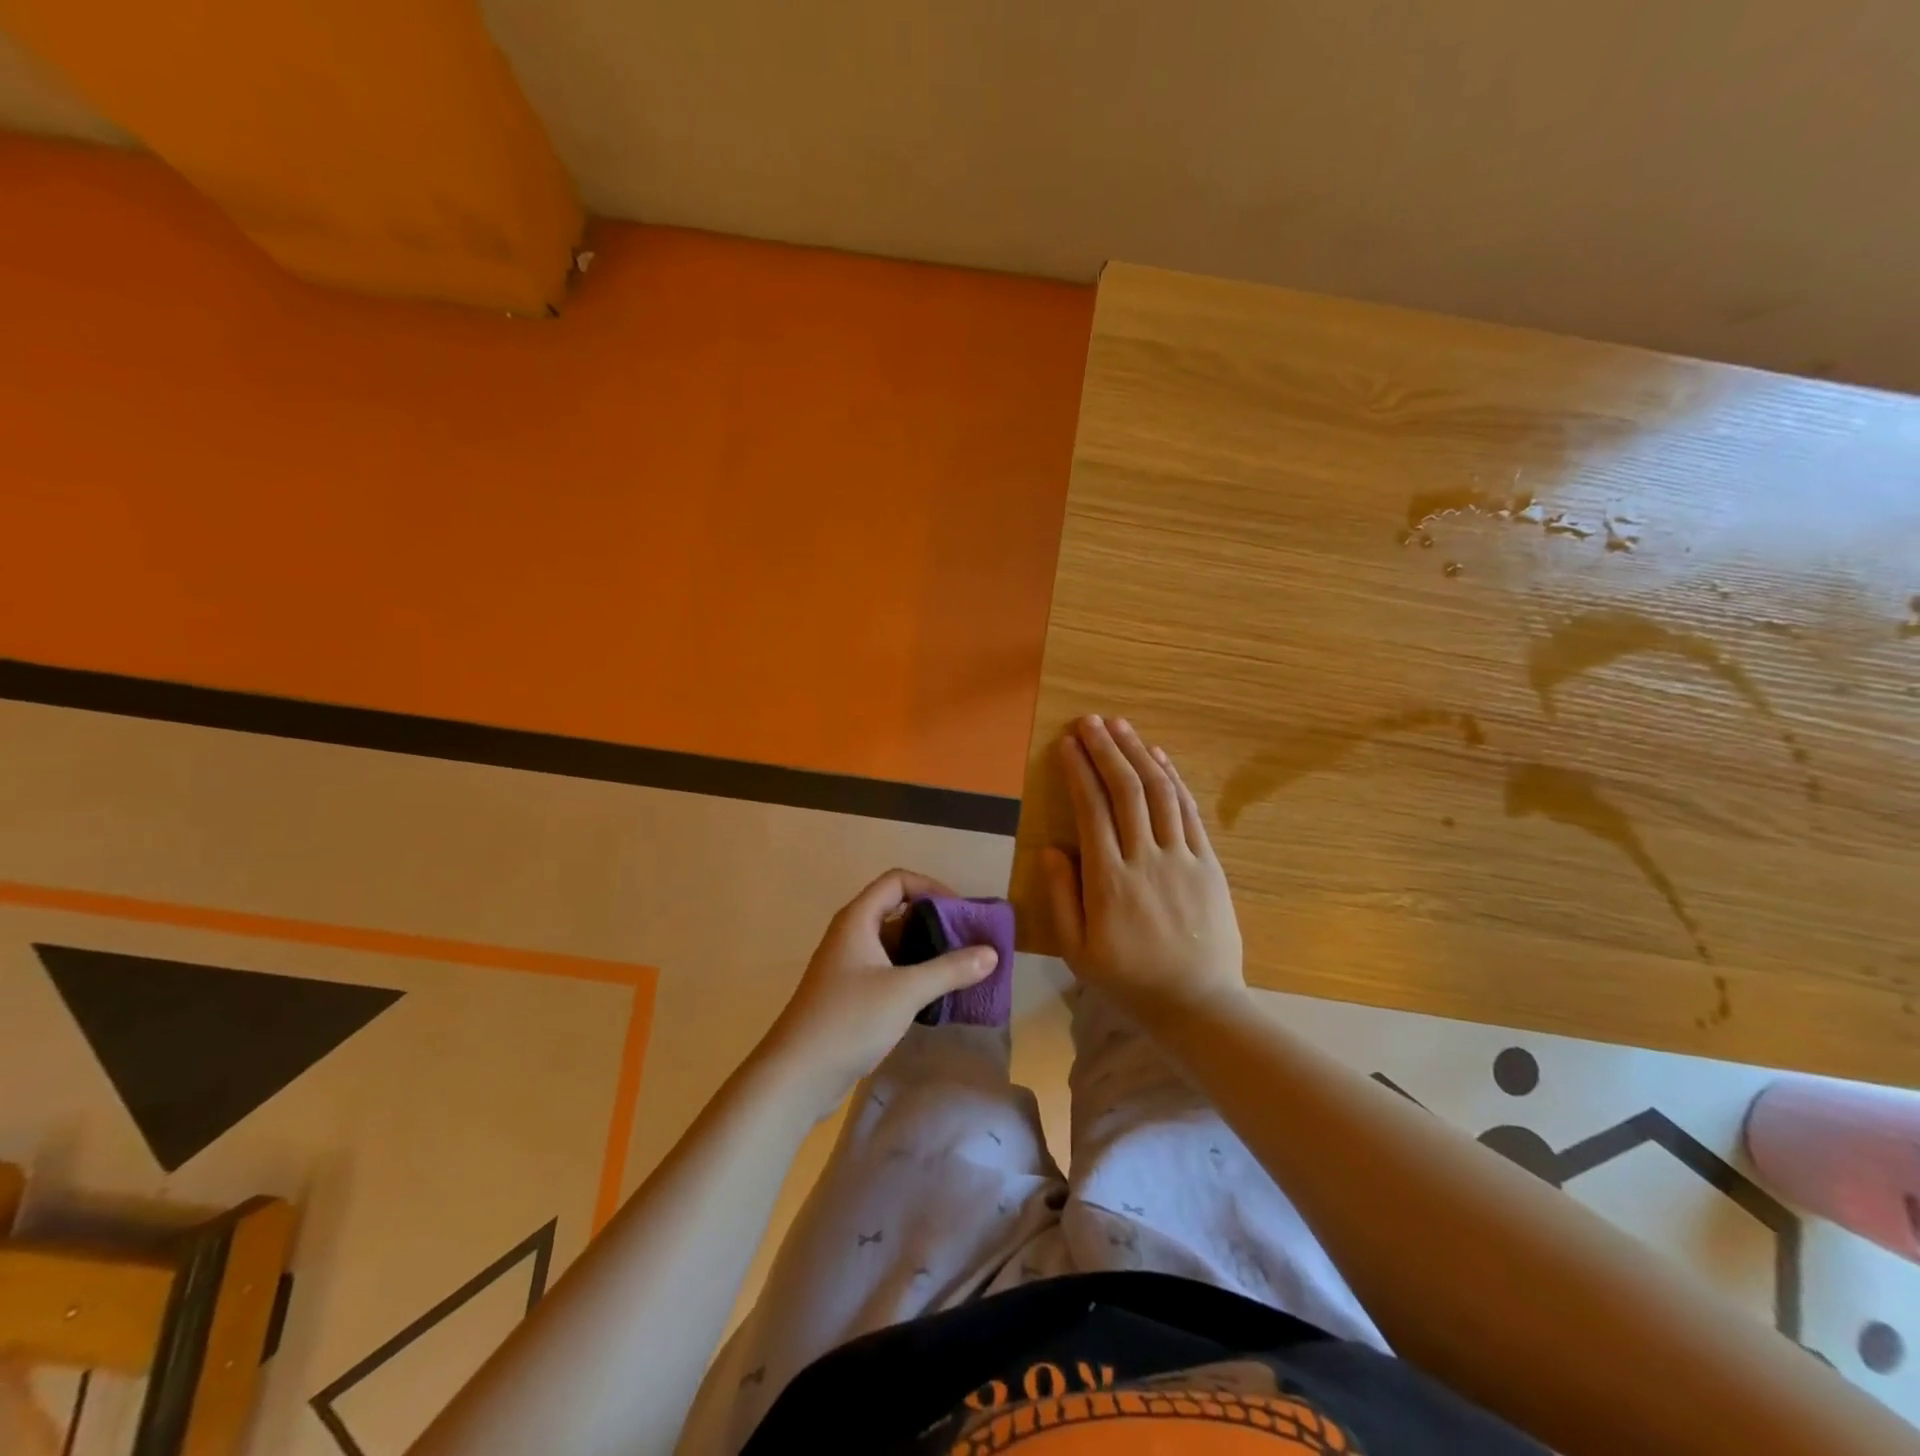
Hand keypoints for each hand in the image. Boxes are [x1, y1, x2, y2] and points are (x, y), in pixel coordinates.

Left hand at [759, 869, 998, 1118]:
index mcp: (858, 920)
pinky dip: (913, 976)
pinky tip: (937, 996)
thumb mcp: (906, 991)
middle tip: (969, 942)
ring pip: (894, 945)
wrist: (796, 1075)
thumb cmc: (849, 1020)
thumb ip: (950, 970)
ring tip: (962, 969)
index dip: (931, 887)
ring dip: (927, 952)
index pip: (897, 881)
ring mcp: (849, 967)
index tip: (961, 912)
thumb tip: (992, 953)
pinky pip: (888, 972)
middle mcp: (851, 935)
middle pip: (897, 911)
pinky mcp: (850, 996)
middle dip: (935, 922)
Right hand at [1042, 715, 1246, 1019]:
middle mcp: (1146, 859)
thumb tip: (1051, 848)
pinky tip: (1158, 757)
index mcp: (1110, 880)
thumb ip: (1061, 897)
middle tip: (1089, 721)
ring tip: (1120, 726)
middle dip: (1106, 750)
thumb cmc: (1129, 981)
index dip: (1079, 771)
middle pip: (1126, 790)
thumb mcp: (1077, 951)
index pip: (1092, 809)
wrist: (1199, 1005)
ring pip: (1160, 792)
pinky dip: (1173, 779)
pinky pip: (1189, 812)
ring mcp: (1183, 858)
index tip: (1067, 744)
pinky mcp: (1209, 864)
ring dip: (1138, 754)